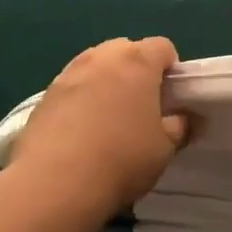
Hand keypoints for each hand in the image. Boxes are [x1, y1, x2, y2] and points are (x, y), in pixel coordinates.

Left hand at [9, 38, 190, 217]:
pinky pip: (72, 86)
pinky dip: (80, 98)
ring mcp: (70, 72)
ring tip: (107, 118)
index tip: (169, 98)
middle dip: (136, 70)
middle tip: (140, 106)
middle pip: (127, 50)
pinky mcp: (44, 94)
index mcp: (138, 61)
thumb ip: (180, 127)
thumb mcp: (164, 148)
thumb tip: (187, 119)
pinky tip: (80, 131)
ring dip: (106, 81)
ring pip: (96, 65)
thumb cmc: (121, 160)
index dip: (170, 69)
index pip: (163, 47)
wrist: (53, 185)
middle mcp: (103, 56)